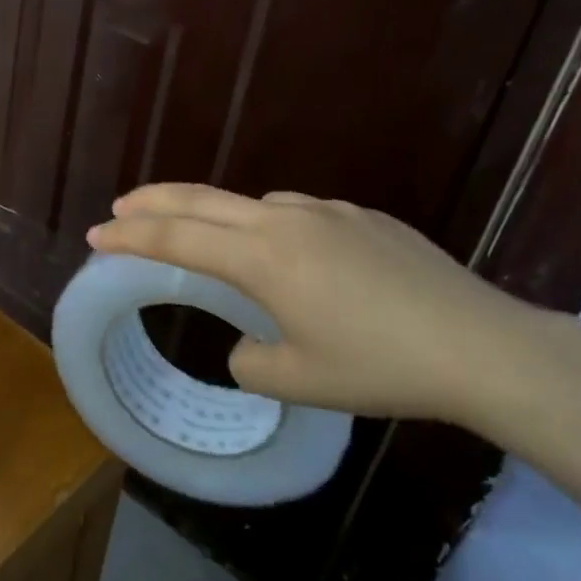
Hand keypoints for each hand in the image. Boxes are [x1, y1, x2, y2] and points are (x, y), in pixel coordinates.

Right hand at [87, 184, 567, 424]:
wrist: (483, 346)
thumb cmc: (381, 367)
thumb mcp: (301, 381)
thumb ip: (251, 362)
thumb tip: (245, 345)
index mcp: (263, 258)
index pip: (178, 238)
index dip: (131, 236)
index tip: (97, 234)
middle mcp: (286, 220)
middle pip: (203, 199)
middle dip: (154, 201)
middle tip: (120, 206)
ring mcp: (328, 211)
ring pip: (253, 205)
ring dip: (219, 217)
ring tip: (214, 247)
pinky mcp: (364, 216)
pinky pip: (299, 215)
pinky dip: (273, 229)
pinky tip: (301, 263)